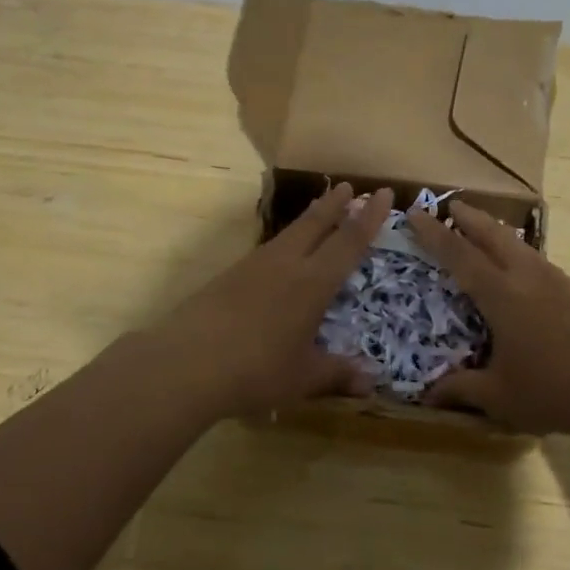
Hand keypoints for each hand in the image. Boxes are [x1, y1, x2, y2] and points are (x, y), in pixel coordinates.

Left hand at [137, 182, 393, 419]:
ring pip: (289, 232)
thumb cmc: (256, 370)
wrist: (186, 364)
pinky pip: (268, 249)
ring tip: (319, 210)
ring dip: (309, 218)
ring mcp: (254, 266)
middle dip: (336, 204)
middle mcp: (286, 264)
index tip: (383, 193)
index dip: (368, 218)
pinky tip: (280, 253)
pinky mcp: (229, 275)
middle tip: (350, 185)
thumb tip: (370, 384)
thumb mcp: (302, 378)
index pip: (349, 242)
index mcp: (313, 283)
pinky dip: (285, 241)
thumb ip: (337, 375)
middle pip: (315, 224)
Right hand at [405, 203, 569, 442]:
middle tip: (452, 206)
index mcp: (502, 294)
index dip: (435, 234)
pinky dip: (518, 252)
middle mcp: (528, 276)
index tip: (417, 213)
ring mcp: (557, 280)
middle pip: (493, 235)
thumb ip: (461, 389)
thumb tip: (427, 395)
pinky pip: (537, 260)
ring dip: (496, 232)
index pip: (459, 255)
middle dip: (470, 218)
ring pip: (519, 245)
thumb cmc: (553, 391)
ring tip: (483, 231)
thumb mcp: (499, 396)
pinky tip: (520, 268)